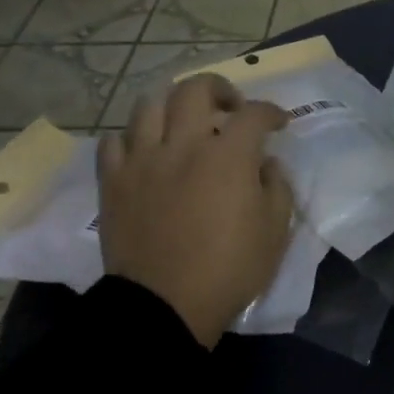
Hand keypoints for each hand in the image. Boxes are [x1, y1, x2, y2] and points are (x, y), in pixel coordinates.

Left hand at [97, 74, 293, 348]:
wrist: (165, 305)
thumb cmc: (229, 270)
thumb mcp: (275, 232)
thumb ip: (277, 187)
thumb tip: (265, 164)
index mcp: (228, 156)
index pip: (253, 114)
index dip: (271, 112)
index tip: (279, 122)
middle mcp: (183, 145)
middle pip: (194, 89)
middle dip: (219, 88)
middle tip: (229, 107)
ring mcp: (142, 160)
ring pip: (150, 105)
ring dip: (173, 106)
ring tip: (184, 123)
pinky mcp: (113, 181)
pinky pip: (115, 141)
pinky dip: (133, 137)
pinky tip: (146, 151)